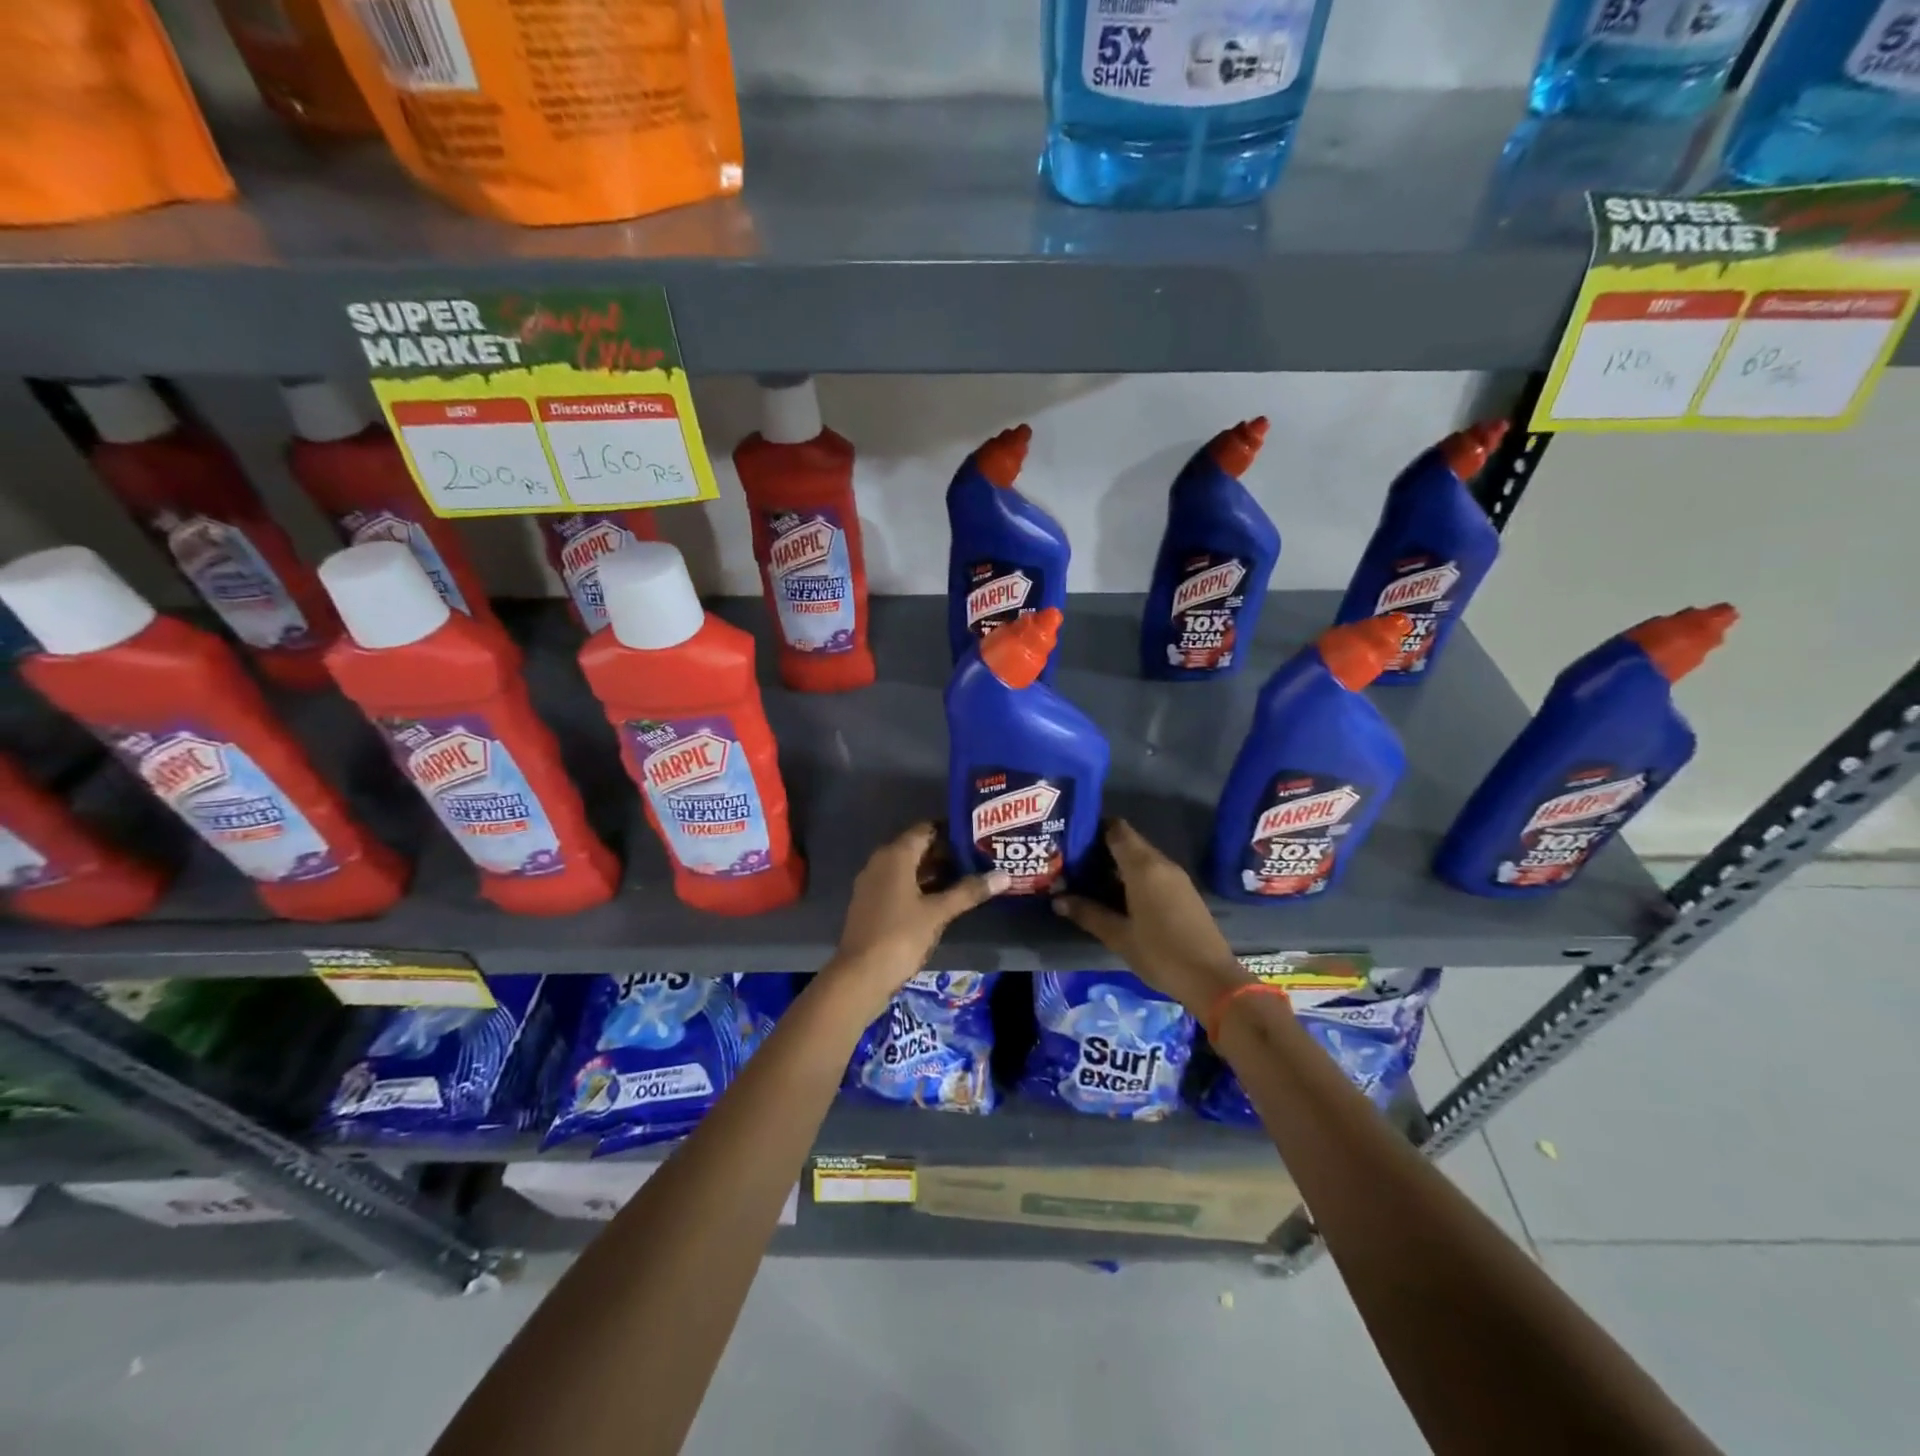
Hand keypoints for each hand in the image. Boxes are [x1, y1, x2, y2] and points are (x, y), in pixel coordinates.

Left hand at [825, 824, 1008, 1001]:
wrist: (860, 976)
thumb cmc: (900, 936)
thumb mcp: (938, 913)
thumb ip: (969, 891)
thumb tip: (1004, 876)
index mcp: (895, 855)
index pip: (927, 829)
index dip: (952, 831)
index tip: (977, 835)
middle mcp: (881, 862)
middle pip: (918, 847)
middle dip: (947, 852)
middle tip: (979, 857)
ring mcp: (874, 883)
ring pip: (909, 868)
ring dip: (936, 871)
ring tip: (969, 876)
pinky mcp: (872, 903)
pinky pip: (900, 884)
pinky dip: (922, 886)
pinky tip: (944, 898)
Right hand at [1051, 820, 1248, 1014]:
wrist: (1211, 979)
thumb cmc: (1161, 953)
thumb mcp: (1118, 936)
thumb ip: (1087, 913)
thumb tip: (1057, 899)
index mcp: (1143, 867)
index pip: (1116, 829)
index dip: (1093, 828)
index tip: (1071, 839)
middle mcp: (1161, 864)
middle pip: (1128, 842)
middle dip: (1101, 849)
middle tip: (1073, 863)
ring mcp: (1176, 877)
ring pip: (1141, 858)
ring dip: (1117, 865)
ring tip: (1089, 880)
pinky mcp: (1184, 892)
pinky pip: (1153, 873)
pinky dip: (1133, 877)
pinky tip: (1118, 896)